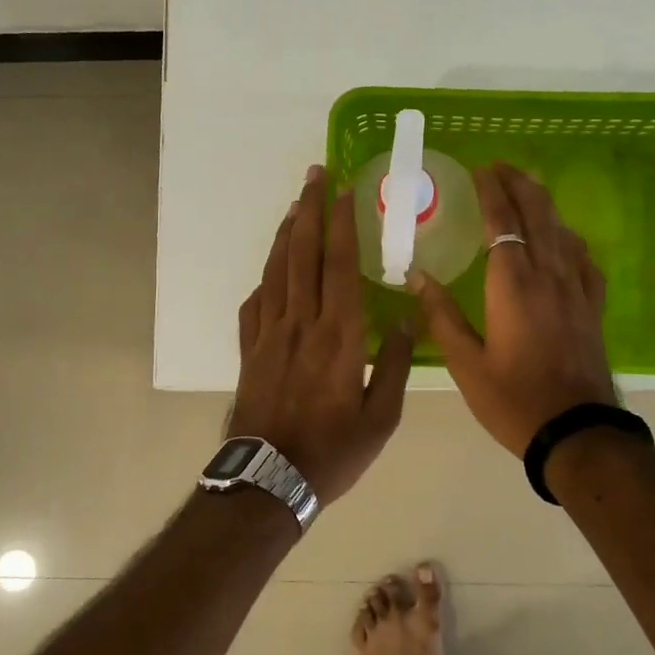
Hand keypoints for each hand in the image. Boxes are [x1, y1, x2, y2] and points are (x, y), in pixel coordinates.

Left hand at [228, 164, 413, 502]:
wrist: (268, 480)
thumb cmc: (333, 451)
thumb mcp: (381, 417)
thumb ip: (394, 364)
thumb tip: (406, 319)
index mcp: (338, 335)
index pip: (340, 264)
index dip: (342, 223)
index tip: (343, 189)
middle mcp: (300, 323)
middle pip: (303, 254)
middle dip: (310, 209)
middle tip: (314, 175)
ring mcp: (268, 334)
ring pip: (276, 271)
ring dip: (287, 234)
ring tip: (295, 206)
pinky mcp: (248, 351)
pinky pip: (254, 303)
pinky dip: (264, 278)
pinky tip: (271, 271)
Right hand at [409, 162, 614, 455]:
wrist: (576, 432)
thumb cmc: (513, 400)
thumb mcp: (466, 363)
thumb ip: (441, 315)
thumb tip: (418, 275)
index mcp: (513, 284)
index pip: (503, 222)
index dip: (492, 192)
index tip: (481, 169)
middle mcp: (548, 275)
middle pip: (538, 215)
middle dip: (520, 185)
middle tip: (502, 167)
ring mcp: (576, 290)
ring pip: (562, 231)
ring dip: (544, 204)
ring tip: (528, 189)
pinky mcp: (592, 307)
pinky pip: (584, 259)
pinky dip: (569, 239)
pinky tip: (564, 239)